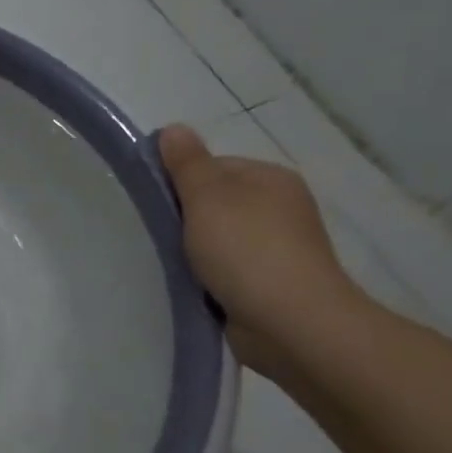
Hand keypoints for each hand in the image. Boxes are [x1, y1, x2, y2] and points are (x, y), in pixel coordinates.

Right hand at [157, 125, 368, 379]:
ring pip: (218, 238)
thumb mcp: (208, 197)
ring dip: (194, 251)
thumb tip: (173, 129)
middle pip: (215, 202)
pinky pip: (227, 269)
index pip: (212, 167)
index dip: (179, 182)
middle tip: (161, 237)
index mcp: (270, 178)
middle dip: (185, 218)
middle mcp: (280, 207)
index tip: (158, 205)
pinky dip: (208, 276)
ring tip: (173, 265)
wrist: (292, 323)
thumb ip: (187, 163)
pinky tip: (194, 286)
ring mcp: (279, 247)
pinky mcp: (271, 283)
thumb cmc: (247, 251)